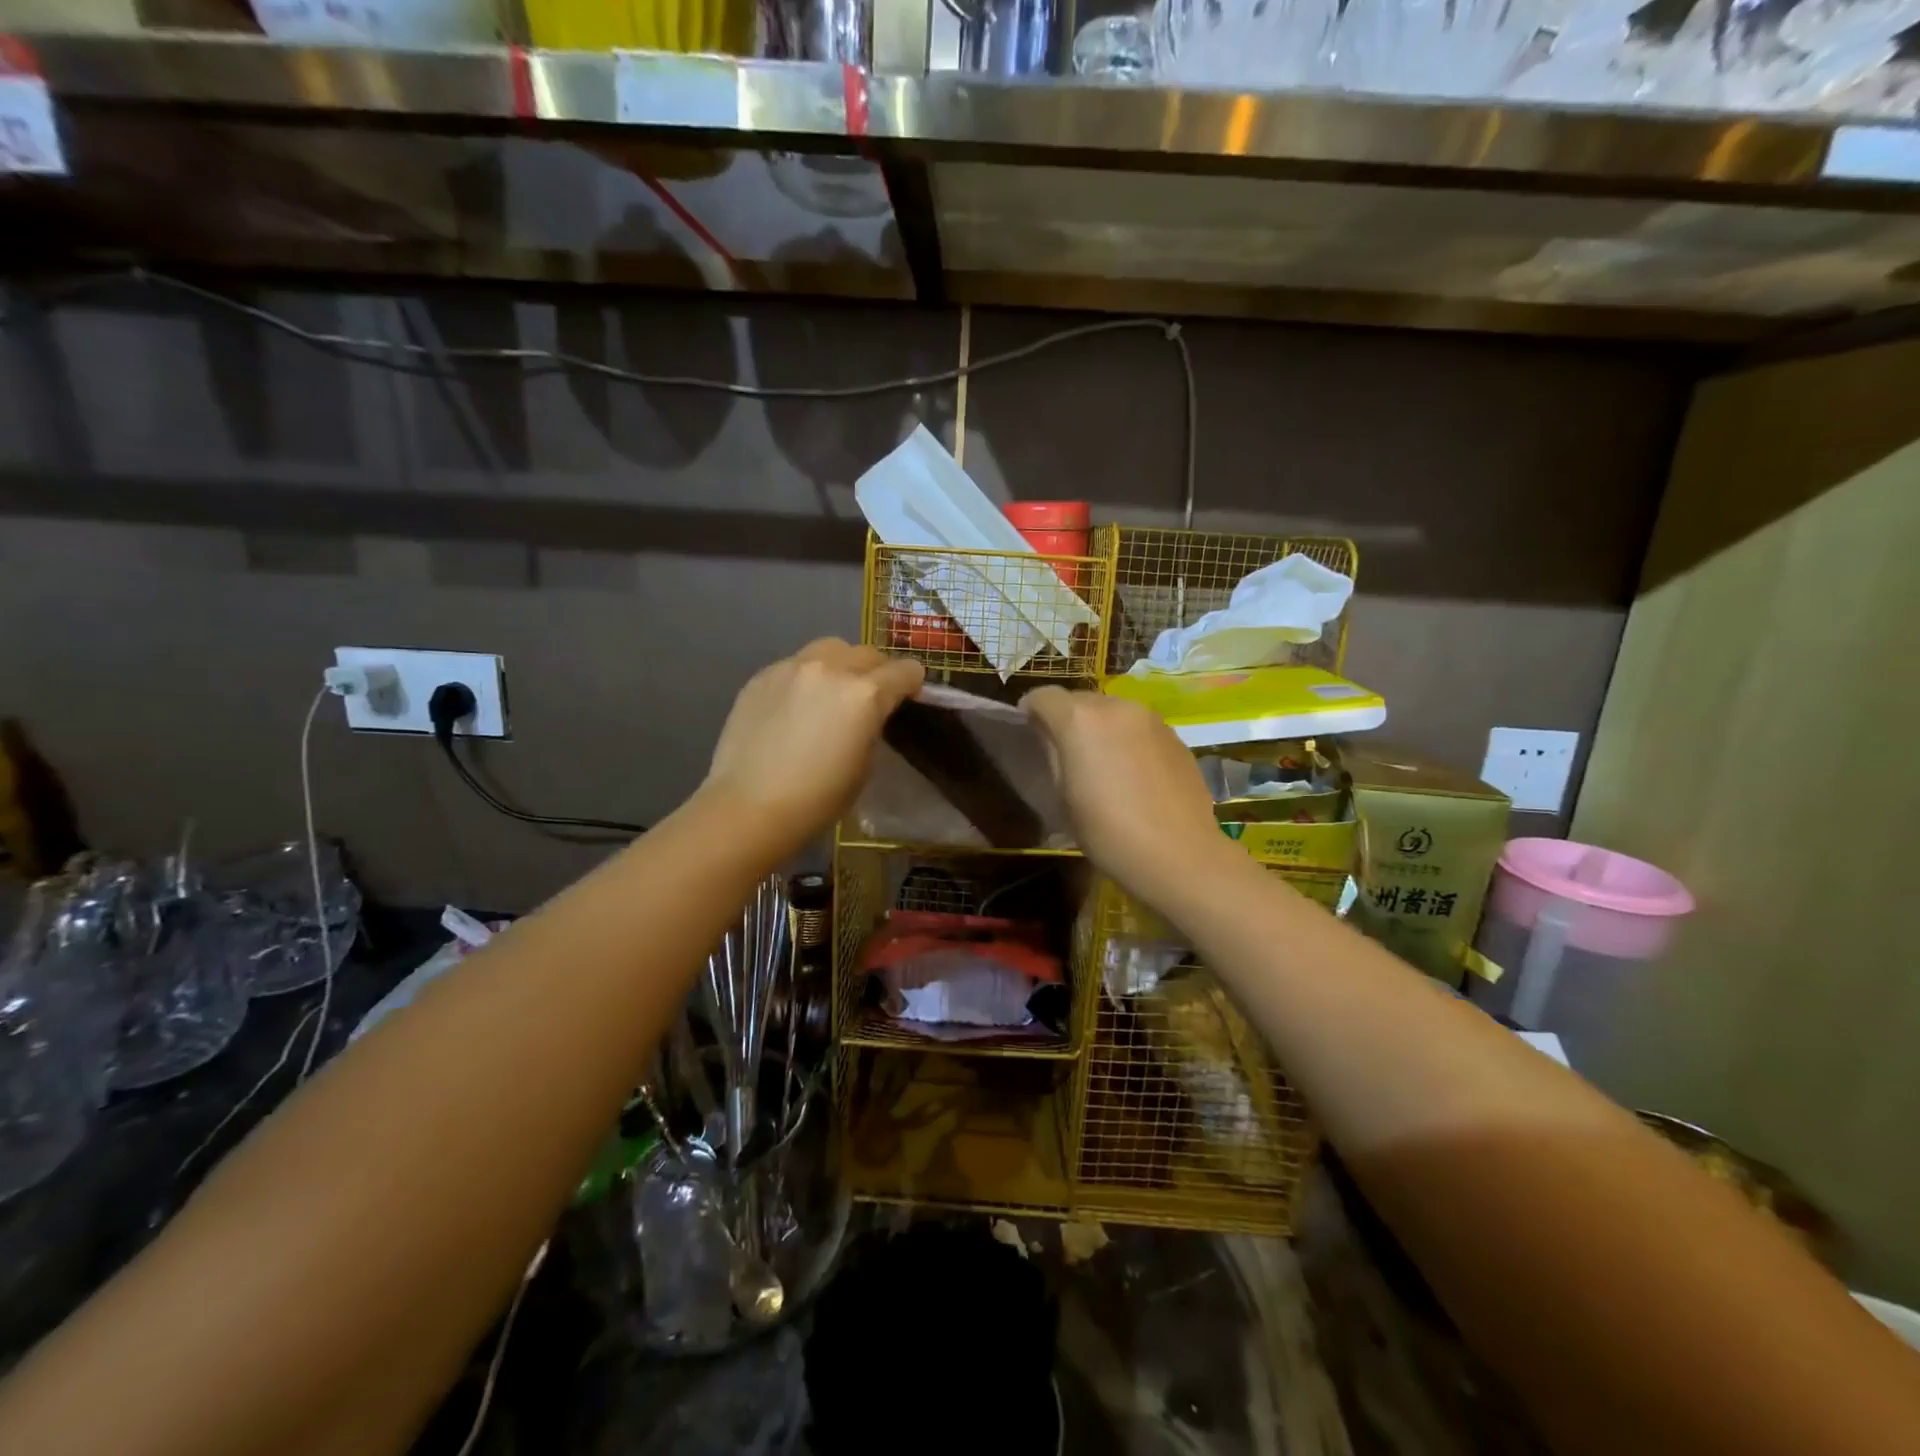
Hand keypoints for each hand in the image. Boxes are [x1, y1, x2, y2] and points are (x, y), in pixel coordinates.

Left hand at [701, 639, 923, 859]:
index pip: (905, 670)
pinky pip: (796, 664)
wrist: (749, 807)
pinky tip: (795, 707)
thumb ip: (872, 725)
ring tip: (831, 693)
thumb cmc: (818, 798)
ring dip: (841, 665)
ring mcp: (792, 667)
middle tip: (870, 699)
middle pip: (868, 653)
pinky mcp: (762, 676)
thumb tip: (868, 714)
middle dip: (877, 672)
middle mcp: (831, 668)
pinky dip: (806, 677)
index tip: (908, 699)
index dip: (912, 684)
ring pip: (830, 649)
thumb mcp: (864, 764)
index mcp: (865, 694)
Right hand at [1022, 686, 1236, 909]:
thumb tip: (1049, 736)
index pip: (1043, 696)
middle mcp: (1115, 706)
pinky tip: (1133, 773)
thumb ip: (1052, 755)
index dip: (1030, 711)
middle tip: (1065, 752)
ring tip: (1101, 762)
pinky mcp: (1174, 735)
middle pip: (1079, 699)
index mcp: (1079, 720)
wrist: (1179, 854)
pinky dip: (1127, 739)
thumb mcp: (1063, 797)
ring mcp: (1150, 718)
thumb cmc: (1108, 831)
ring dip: (1099, 727)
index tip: (1029, 733)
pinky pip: (1138, 727)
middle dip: (1066, 717)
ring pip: (1112, 711)